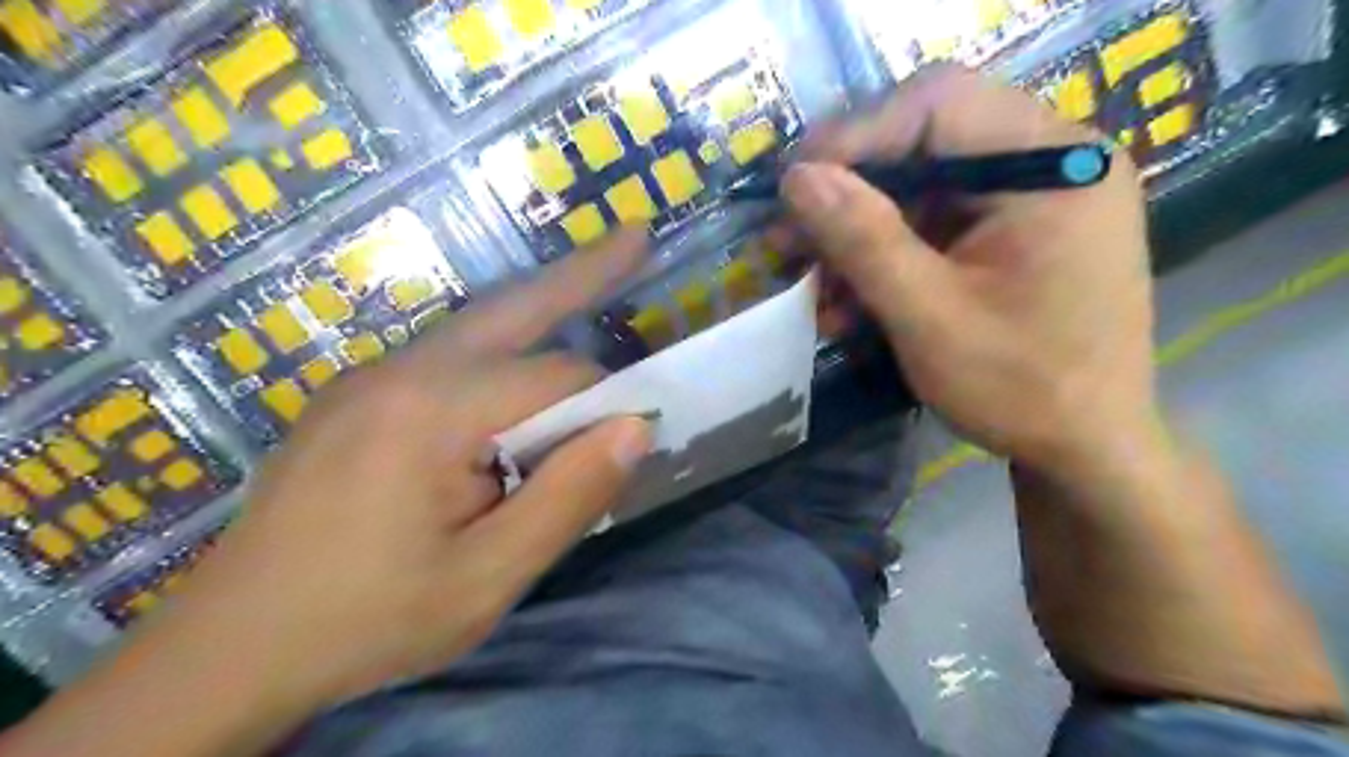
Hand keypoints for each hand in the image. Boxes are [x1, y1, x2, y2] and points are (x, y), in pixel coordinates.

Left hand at [146, 235, 652, 718]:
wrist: (230, 650)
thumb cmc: (370, 619)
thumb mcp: (489, 577)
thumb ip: (569, 497)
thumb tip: (635, 427)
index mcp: (434, 410)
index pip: (555, 376)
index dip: (604, 402)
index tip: (632, 437)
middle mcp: (401, 370)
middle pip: (514, 307)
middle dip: (582, 273)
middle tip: (636, 236)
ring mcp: (371, 377)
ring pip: (479, 326)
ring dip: (540, 306)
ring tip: (595, 278)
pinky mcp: (357, 396)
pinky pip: (448, 356)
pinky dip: (500, 348)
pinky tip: (519, 372)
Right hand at [786, 66, 1152, 473]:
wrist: (1086, 450)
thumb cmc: (1022, 389)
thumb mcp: (930, 317)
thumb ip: (864, 241)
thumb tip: (797, 178)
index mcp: (1055, 166)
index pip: (939, 105)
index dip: (855, 136)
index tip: (792, 186)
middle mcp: (1053, 162)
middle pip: (926, 143)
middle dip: (849, 195)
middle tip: (788, 238)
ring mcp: (1033, 197)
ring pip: (920, 188)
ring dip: (857, 235)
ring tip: (811, 284)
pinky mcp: (1014, 231)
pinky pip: (934, 224)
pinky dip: (886, 257)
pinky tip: (848, 301)